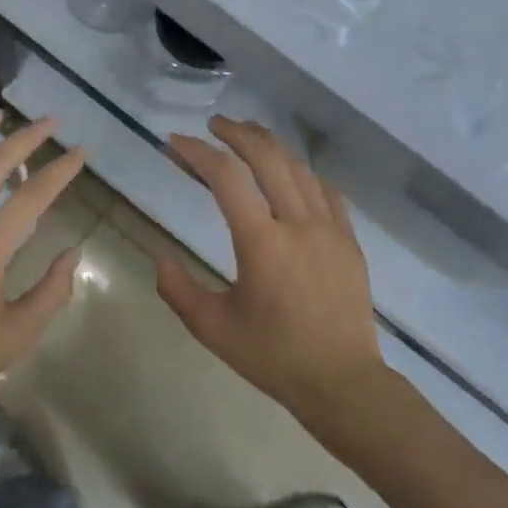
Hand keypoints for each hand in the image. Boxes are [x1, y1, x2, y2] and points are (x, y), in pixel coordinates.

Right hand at [158, 118, 387, 428]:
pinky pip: (326, 189)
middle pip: (266, 157)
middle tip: (214, 125)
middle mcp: (297, 223)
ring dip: (270, 144)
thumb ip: (179, 290)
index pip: (224, 177)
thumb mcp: (214, 329)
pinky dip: (302, 170)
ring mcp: (329, 227)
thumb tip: (159, 256)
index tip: (175, 142)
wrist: (342, 382)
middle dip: (236, 133)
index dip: (197, 152)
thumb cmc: (274, 356)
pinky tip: (291, 170)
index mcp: (261, 242)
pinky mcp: (348, 238)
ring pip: (297, 167)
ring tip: (248, 135)